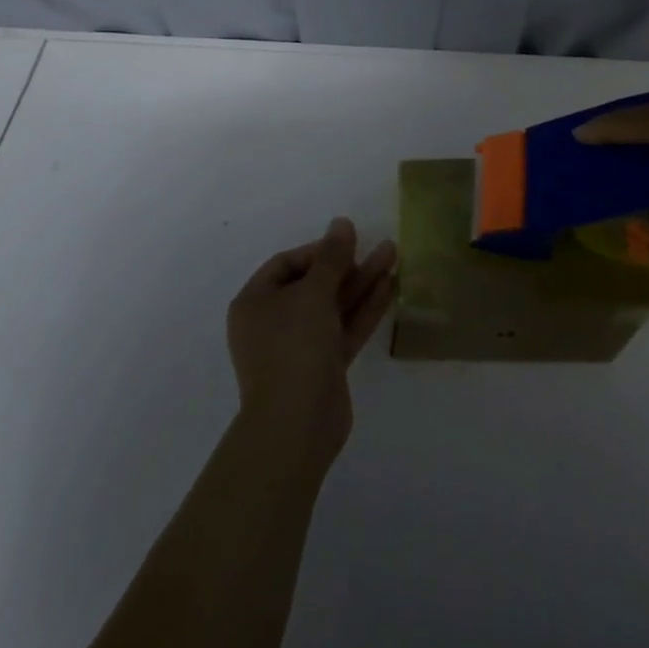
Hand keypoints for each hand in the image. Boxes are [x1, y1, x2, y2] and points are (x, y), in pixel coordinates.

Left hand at [226, 217, 396, 472]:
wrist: (296, 424)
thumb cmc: (294, 347)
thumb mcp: (313, 293)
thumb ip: (332, 257)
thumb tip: (341, 223)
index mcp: (255, 302)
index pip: (287, 264)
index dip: (318, 250)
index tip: (347, 244)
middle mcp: (274, 322)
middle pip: (314, 284)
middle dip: (348, 265)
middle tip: (380, 247)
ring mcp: (299, 346)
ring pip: (334, 306)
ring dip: (362, 282)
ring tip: (393, 255)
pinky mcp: (324, 366)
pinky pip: (344, 328)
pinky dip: (364, 308)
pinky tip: (390, 287)